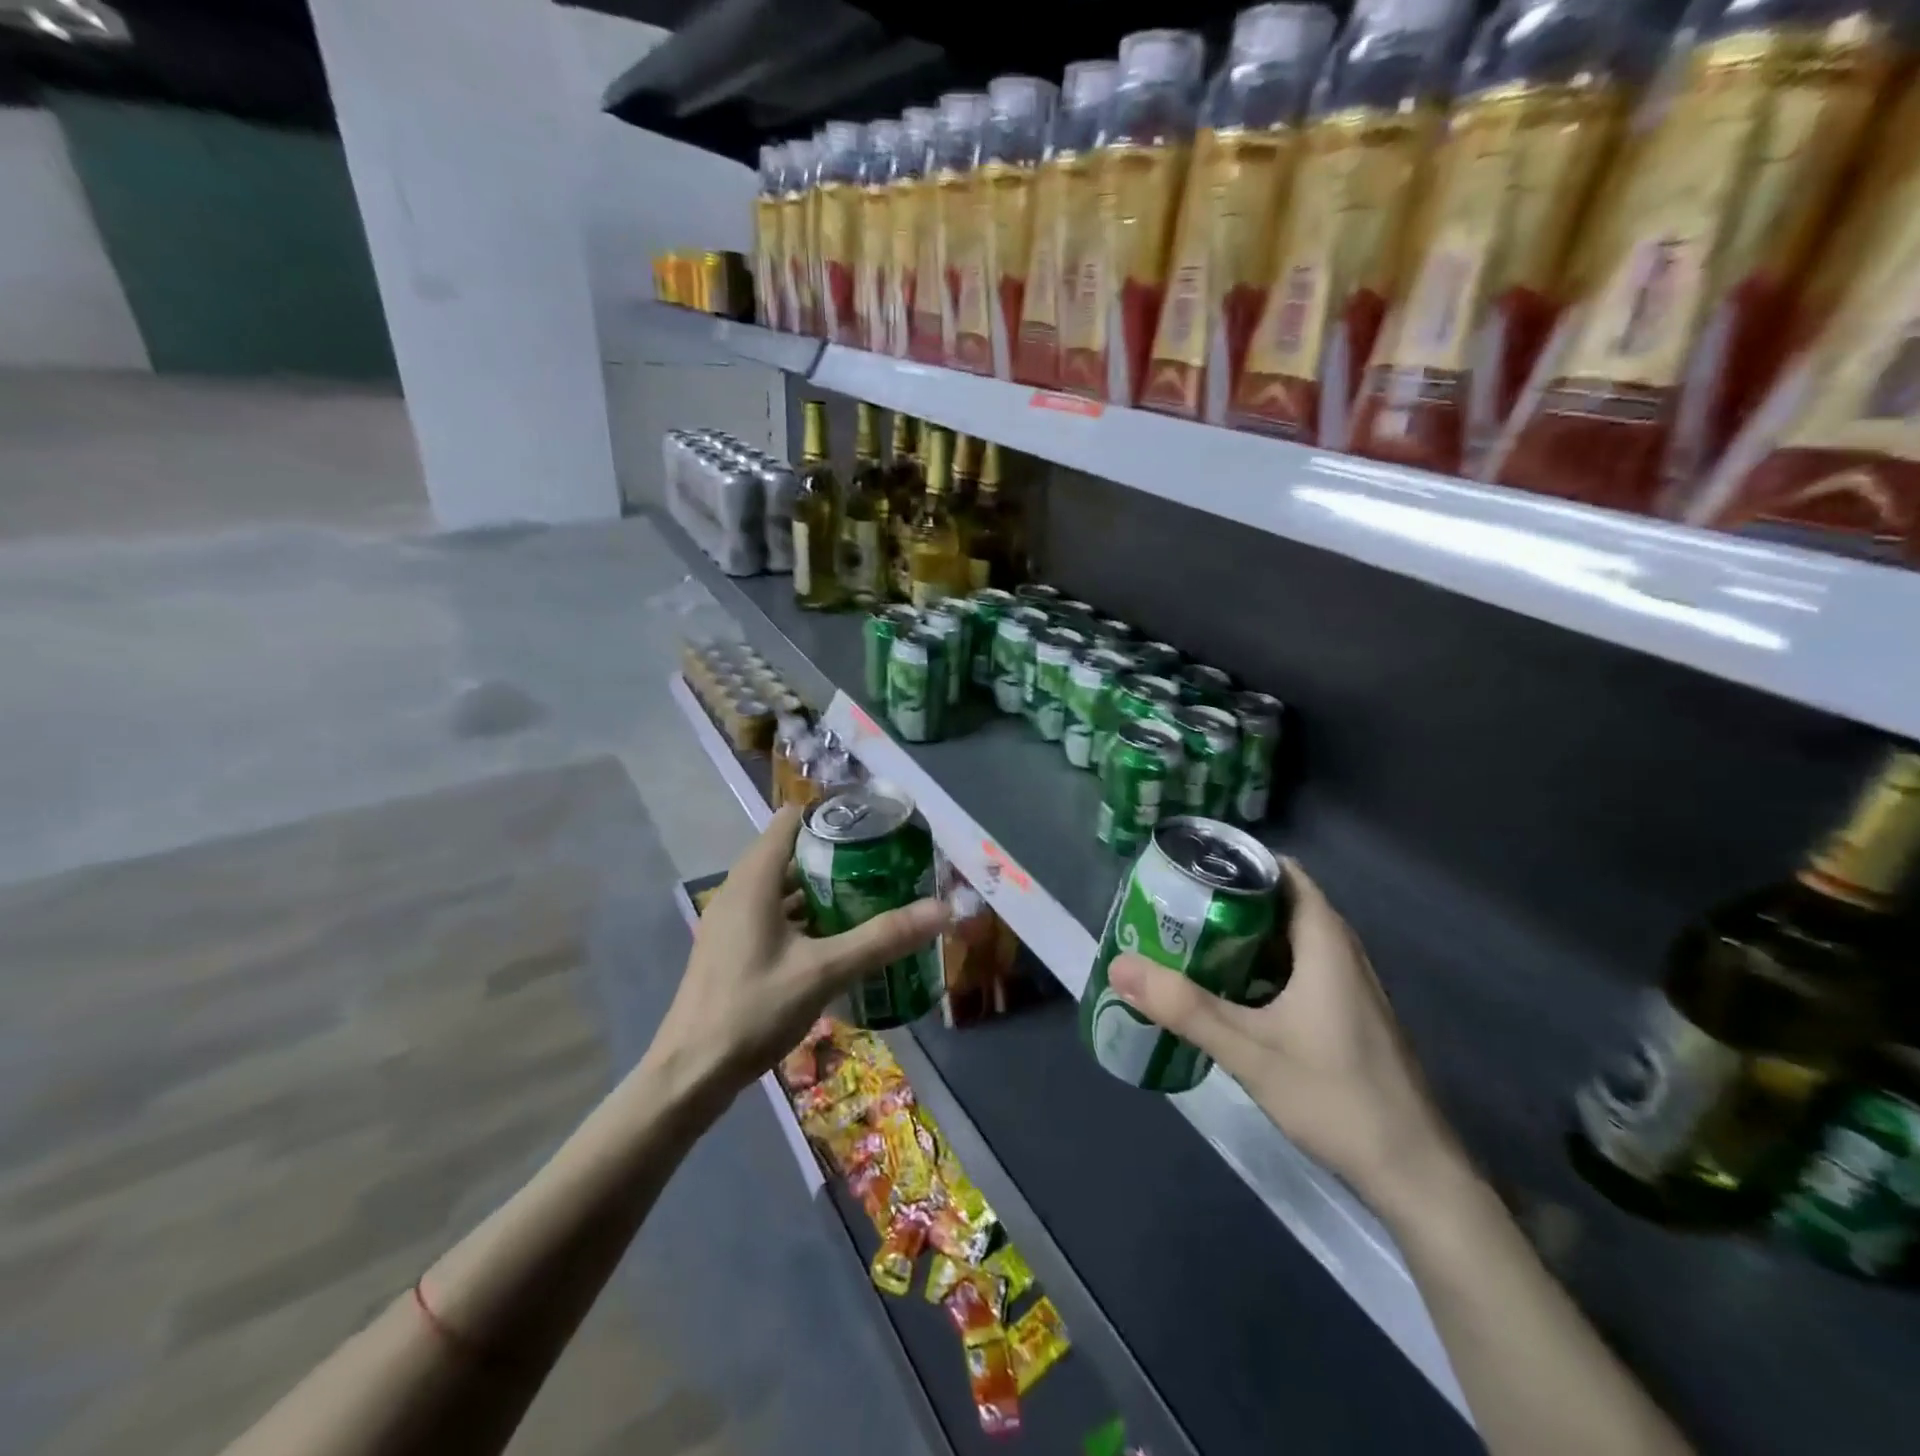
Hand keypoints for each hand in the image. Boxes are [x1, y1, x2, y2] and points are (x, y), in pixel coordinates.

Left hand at [651, 806, 948, 1107]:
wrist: (691, 1073)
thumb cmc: (753, 1009)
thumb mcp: (824, 971)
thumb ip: (882, 938)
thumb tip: (942, 909)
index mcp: (754, 879)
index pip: (792, 820)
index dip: (832, 815)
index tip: (874, 825)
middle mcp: (739, 890)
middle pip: (792, 852)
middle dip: (838, 854)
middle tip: (885, 864)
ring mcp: (733, 921)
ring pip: (784, 887)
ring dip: (824, 888)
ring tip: (871, 895)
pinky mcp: (733, 948)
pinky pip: (775, 914)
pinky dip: (806, 916)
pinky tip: (838, 938)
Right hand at [1107, 859, 1466, 1223]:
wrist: (1415, 1175)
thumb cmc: (1336, 1098)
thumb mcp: (1249, 1051)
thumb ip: (1184, 1008)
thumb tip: (1120, 965)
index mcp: (1326, 942)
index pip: (1283, 873)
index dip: (1238, 862)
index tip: (1190, 867)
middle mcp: (1341, 953)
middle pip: (1281, 902)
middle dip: (1229, 899)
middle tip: (1175, 906)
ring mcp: (1348, 987)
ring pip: (1289, 939)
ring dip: (1243, 935)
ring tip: (1189, 940)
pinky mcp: (1347, 1015)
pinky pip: (1298, 968)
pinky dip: (1261, 966)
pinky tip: (1227, 991)